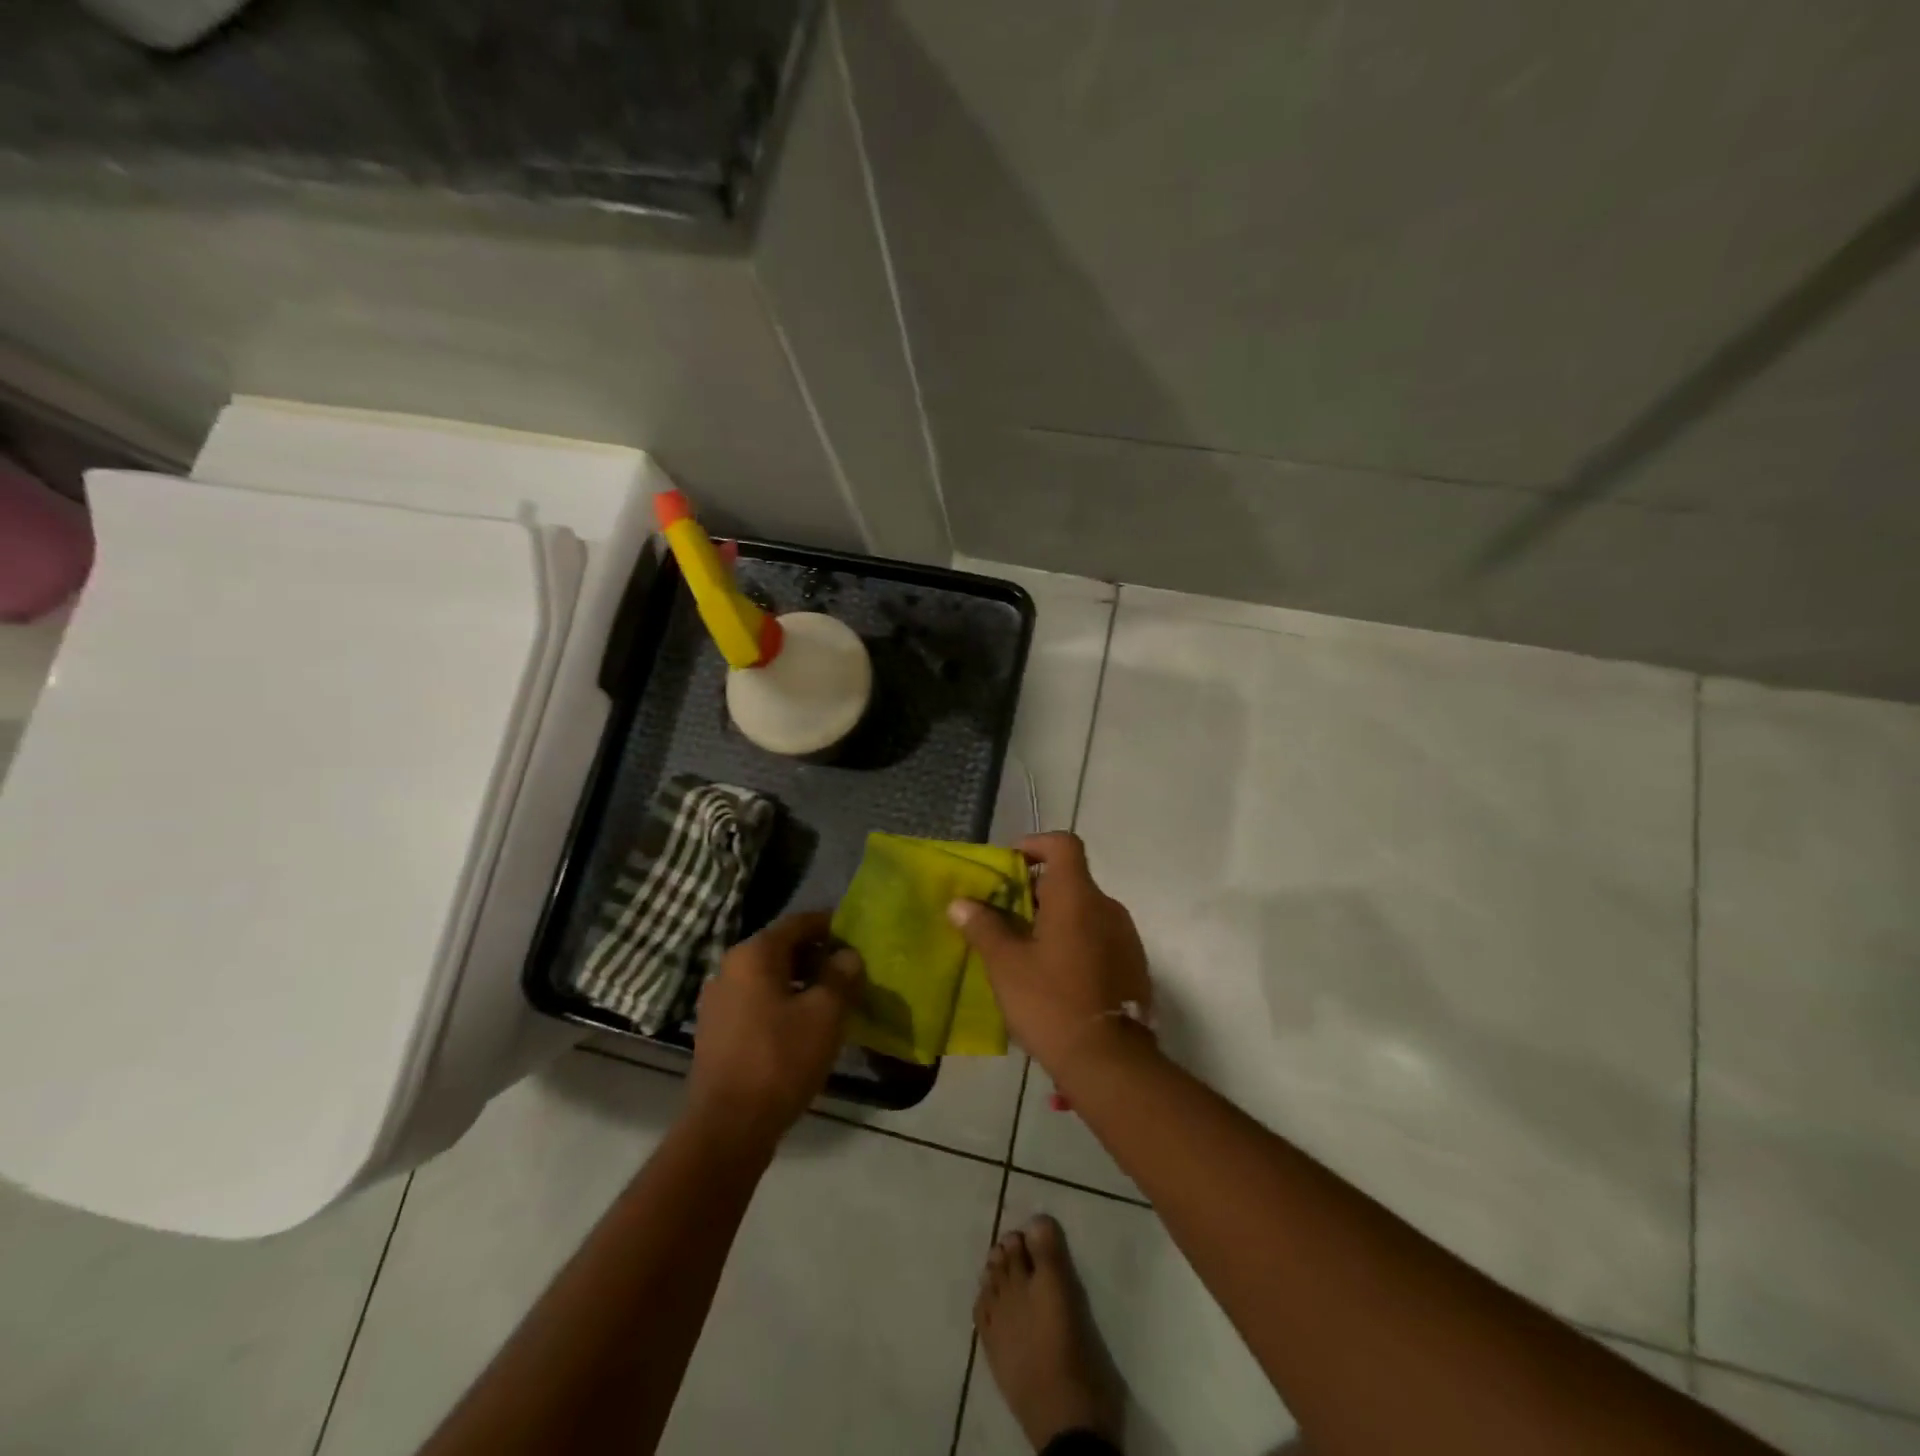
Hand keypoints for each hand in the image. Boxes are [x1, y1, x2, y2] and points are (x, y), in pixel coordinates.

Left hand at [687, 912, 862, 1150]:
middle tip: (850, 972)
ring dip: (801, 983)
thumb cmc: (780, 1059)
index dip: (831, 925)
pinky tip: (804, 1027)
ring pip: (769, 978)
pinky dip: (782, 1004)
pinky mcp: (716, 1031)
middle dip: (818, 956)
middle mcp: (730, 968)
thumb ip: (841, 976)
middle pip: (782, 948)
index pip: (798, 922)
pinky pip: (756, 1002)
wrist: (727, 1128)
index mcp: (754, 954)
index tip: (857, 936)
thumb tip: (848, 955)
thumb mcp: (825, 1014)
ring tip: (833, 1001)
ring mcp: (718, 1001)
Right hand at [947, 832, 1153, 1087]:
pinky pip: (1099, 936)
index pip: (1063, 844)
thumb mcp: (1006, 965)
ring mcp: (1125, 936)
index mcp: (1077, 896)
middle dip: (1036, 890)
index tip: (1011, 865)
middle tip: (1005, 915)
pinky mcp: (1133, 964)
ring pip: (1085, 910)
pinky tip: (1055, 974)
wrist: (1110, 1061)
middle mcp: (1106, 906)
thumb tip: (960, 903)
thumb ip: (983, 927)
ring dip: (1056, 918)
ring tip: (1025, 948)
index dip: (1036, 844)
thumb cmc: (1051, 1002)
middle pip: (1071, 879)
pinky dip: (1075, 940)